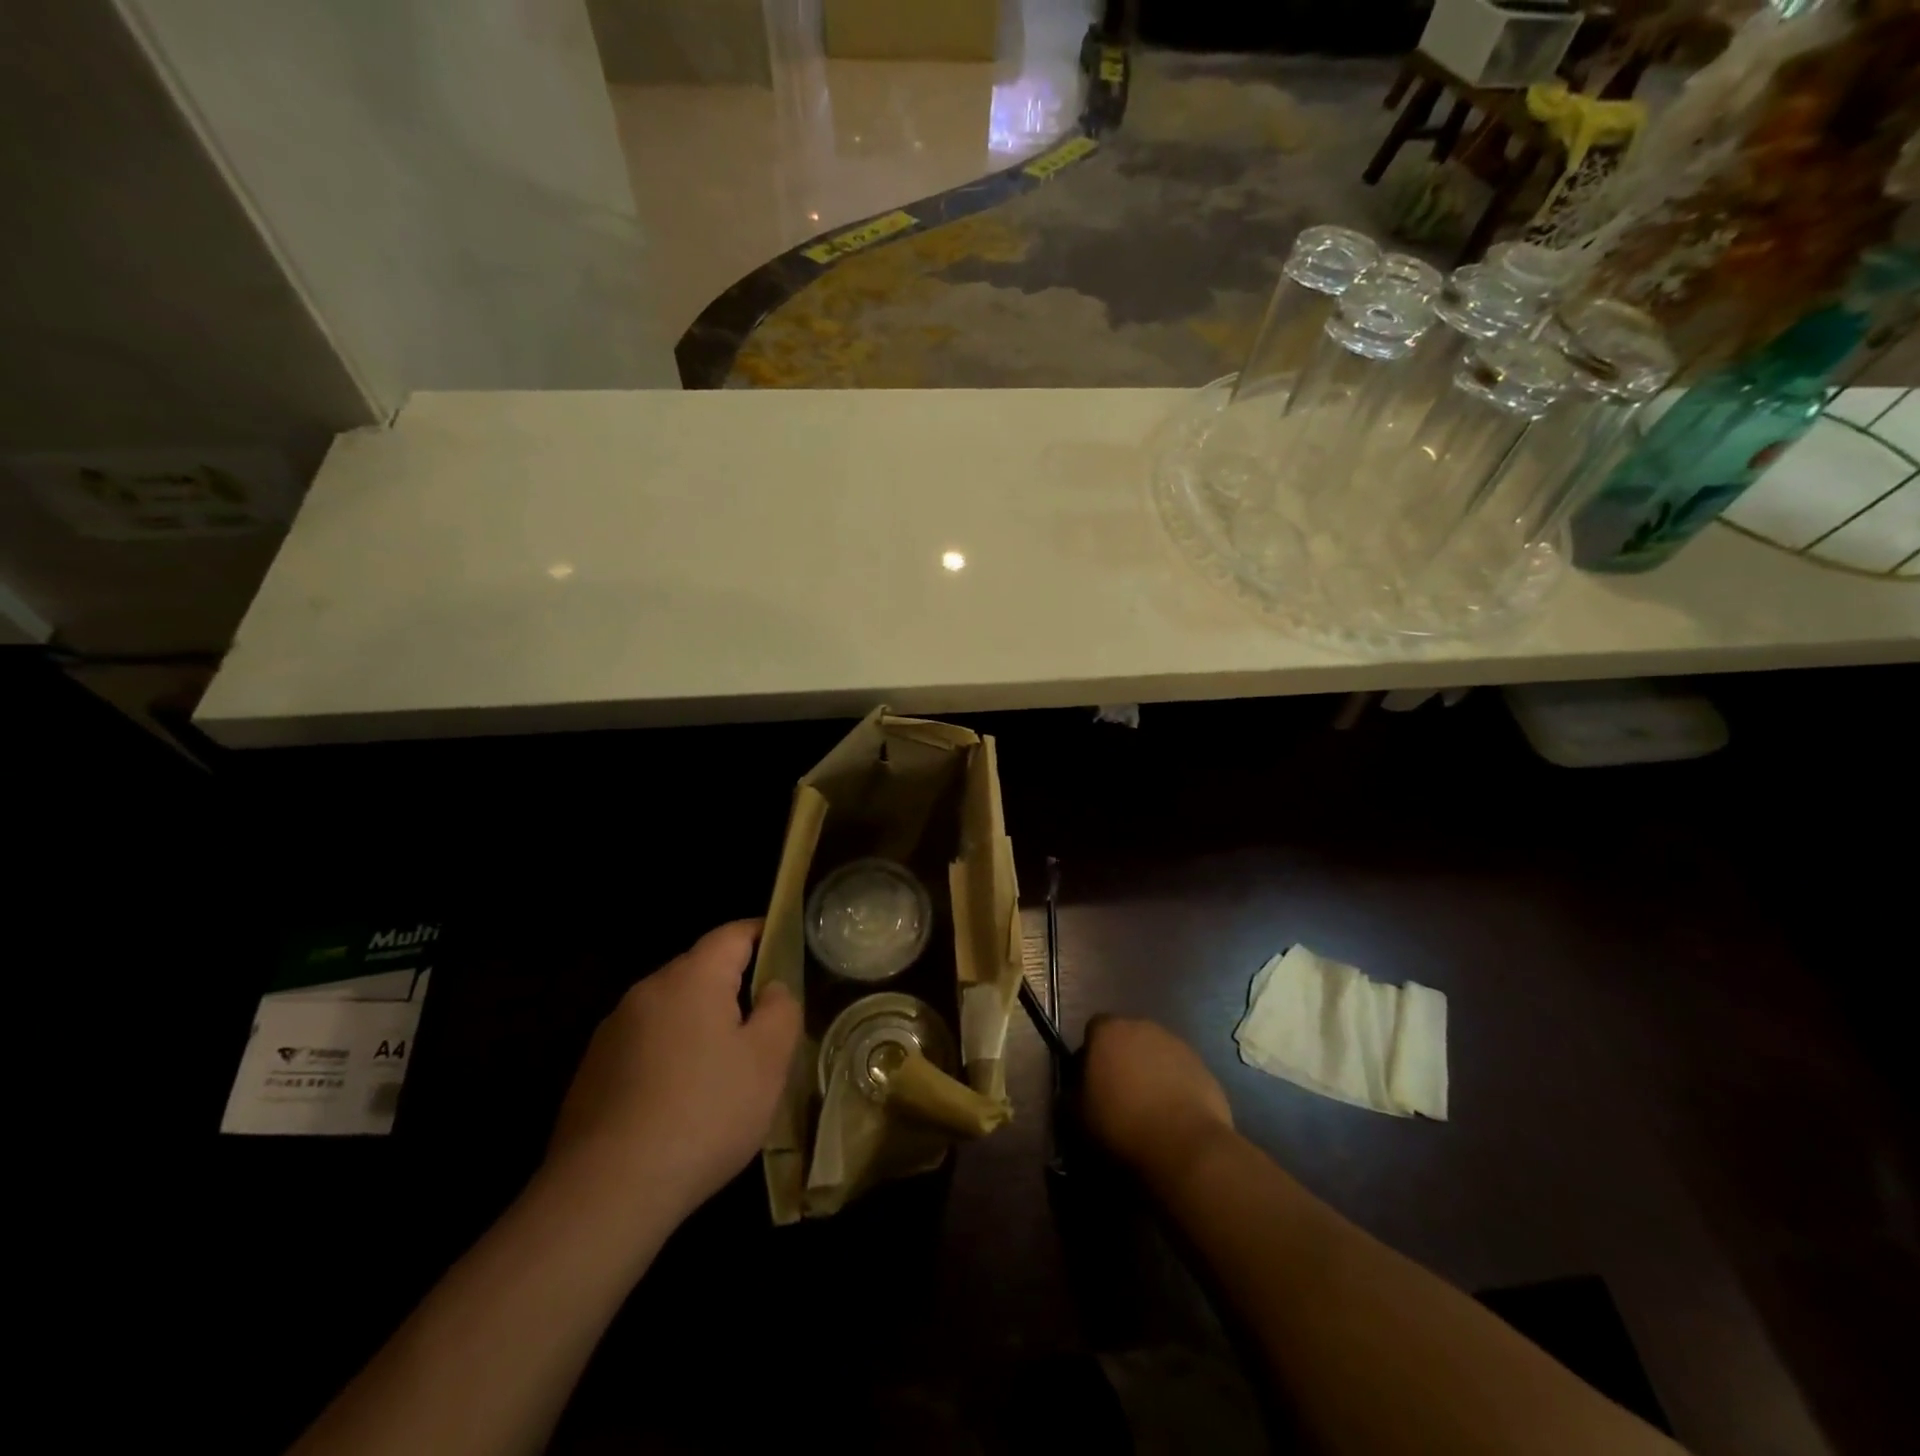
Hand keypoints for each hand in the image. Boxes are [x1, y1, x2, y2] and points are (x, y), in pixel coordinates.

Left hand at [547, 920, 801, 1216]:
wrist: (606, 1193)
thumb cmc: (704, 1113)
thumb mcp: (768, 1061)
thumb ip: (781, 1010)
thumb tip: (771, 989)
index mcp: (691, 978)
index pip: (732, 934)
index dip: (763, 933)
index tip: (786, 946)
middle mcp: (646, 991)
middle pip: (699, 971)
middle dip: (732, 986)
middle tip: (764, 1021)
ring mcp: (612, 1032)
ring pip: (670, 1010)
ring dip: (699, 1024)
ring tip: (724, 1067)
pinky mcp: (591, 1072)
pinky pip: (644, 1045)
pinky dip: (669, 1056)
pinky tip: (680, 1101)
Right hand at [1080, 1017, 1233, 1186]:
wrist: (1185, 1147)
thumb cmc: (1121, 1126)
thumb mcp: (1077, 1116)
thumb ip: (1071, 1094)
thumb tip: (1074, 1090)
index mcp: (1109, 1031)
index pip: (1093, 1029)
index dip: (1091, 1054)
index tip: (1091, 1083)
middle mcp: (1143, 1027)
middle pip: (1127, 1038)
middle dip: (1122, 1060)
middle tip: (1119, 1096)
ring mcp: (1177, 1045)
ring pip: (1155, 1054)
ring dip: (1150, 1073)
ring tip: (1149, 1111)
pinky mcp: (1203, 1067)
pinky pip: (1180, 1072)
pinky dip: (1175, 1087)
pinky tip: (1173, 1118)